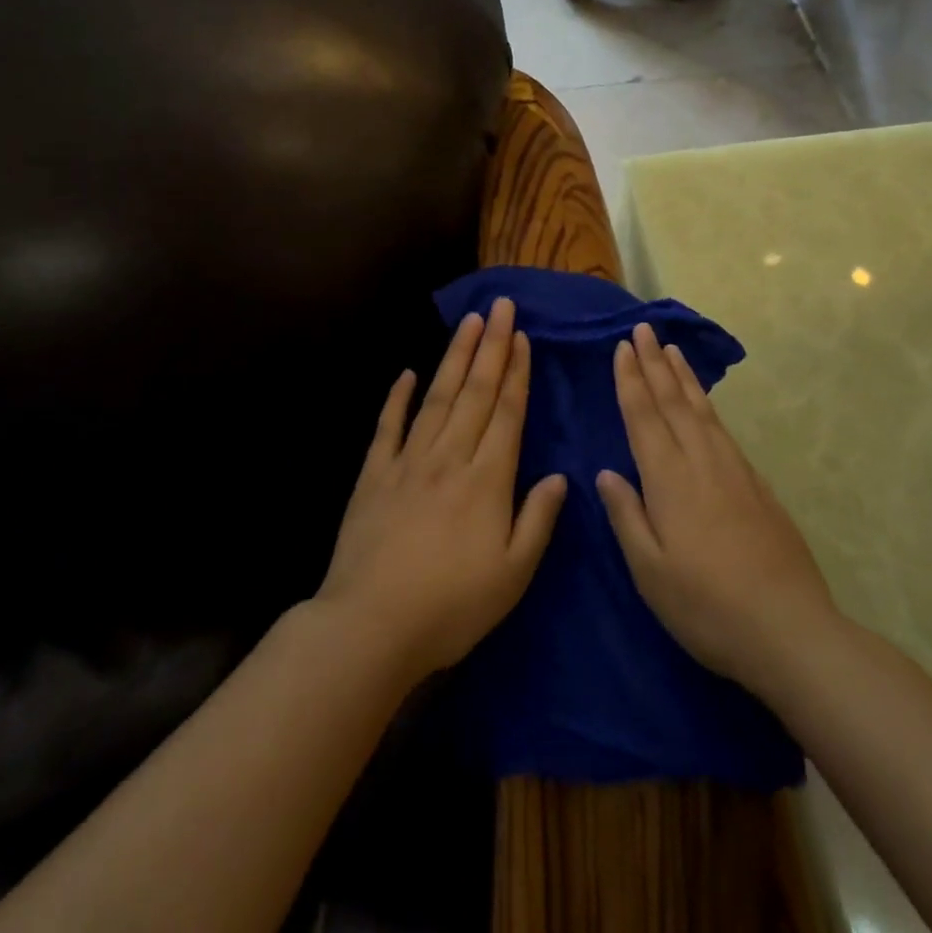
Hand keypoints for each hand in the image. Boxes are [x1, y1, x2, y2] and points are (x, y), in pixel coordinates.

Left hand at [316, 298, 566, 682]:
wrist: (371, 625)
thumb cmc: (451, 606)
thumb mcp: (513, 575)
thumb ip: (538, 520)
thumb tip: (560, 477)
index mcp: (487, 480)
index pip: (506, 413)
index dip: (516, 372)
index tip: (521, 336)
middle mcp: (449, 458)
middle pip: (474, 392)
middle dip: (490, 346)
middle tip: (499, 306)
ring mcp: (408, 462)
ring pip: (437, 398)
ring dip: (454, 358)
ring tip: (468, 322)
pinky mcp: (374, 474)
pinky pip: (388, 427)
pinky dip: (397, 398)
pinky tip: (407, 373)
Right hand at [598, 323, 838, 698]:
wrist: (789, 629)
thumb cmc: (706, 606)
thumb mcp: (650, 571)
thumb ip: (626, 516)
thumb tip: (607, 472)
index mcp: (668, 479)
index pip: (644, 416)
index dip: (631, 380)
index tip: (622, 347)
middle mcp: (701, 461)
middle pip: (673, 401)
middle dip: (654, 363)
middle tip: (643, 329)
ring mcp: (734, 470)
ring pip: (702, 409)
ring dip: (683, 377)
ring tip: (672, 349)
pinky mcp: (757, 485)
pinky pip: (723, 429)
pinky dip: (708, 405)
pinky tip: (705, 404)